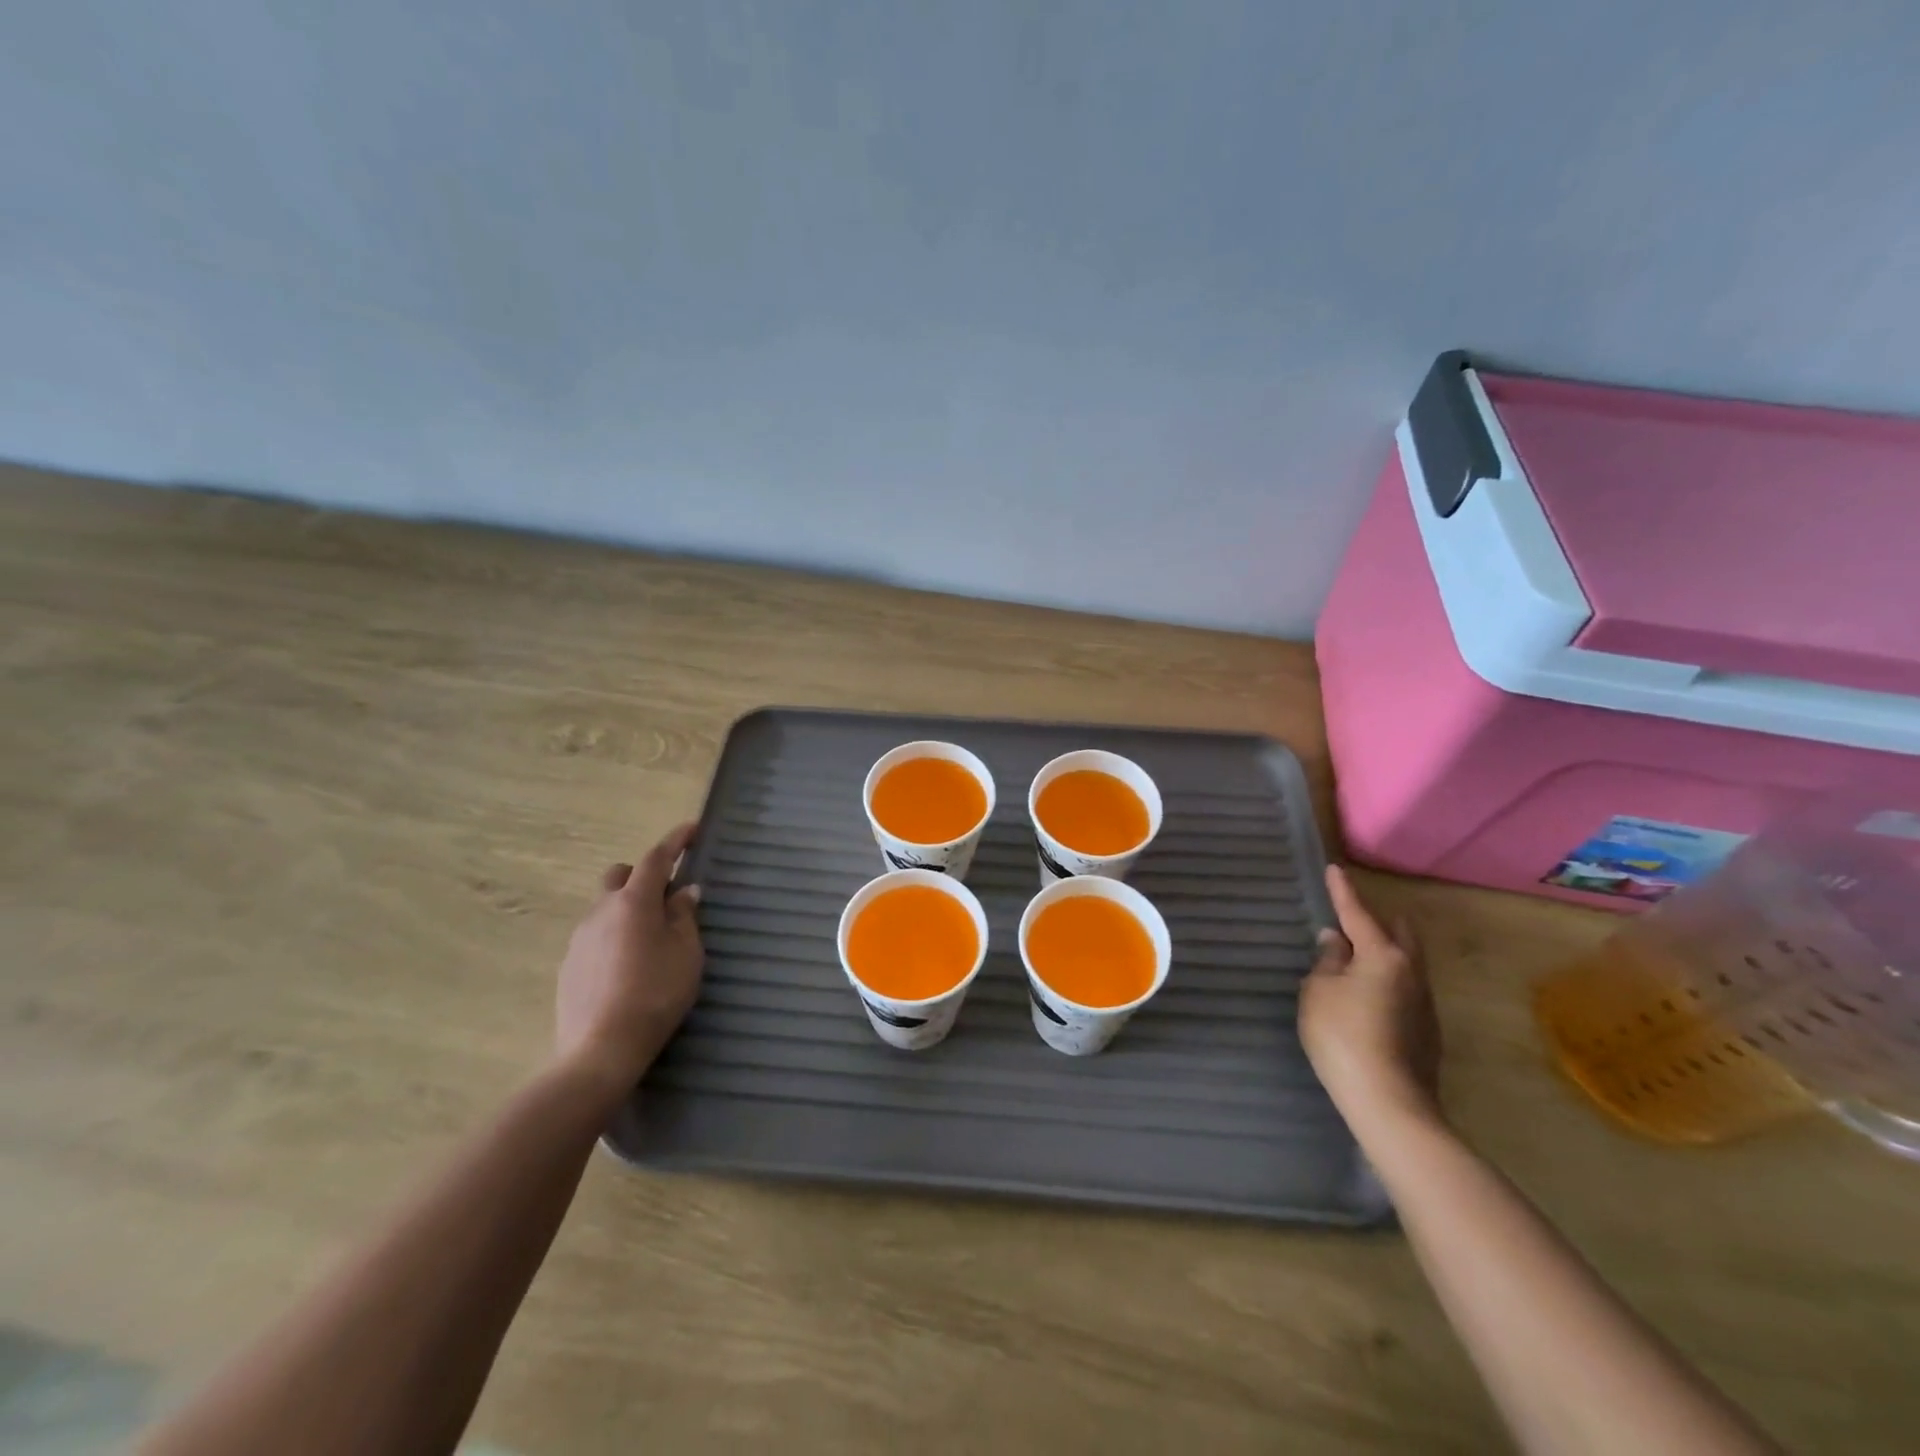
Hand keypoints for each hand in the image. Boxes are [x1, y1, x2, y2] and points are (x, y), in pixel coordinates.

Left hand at [554, 822, 704, 1092]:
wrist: (600, 1050)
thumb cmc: (655, 994)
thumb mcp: (686, 953)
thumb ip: (684, 916)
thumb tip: (684, 892)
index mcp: (633, 902)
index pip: (656, 858)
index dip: (675, 841)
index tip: (692, 829)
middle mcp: (601, 911)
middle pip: (619, 876)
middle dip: (642, 875)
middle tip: (667, 896)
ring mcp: (579, 938)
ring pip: (605, 907)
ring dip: (628, 909)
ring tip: (651, 939)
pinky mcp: (569, 965)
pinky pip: (596, 935)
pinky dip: (614, 936)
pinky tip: (628, 966)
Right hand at [1299, 865, 1441, 1128]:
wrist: (1389, 1102)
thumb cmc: (1343, 1036)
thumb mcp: (1318, 992)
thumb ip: (1326, 961)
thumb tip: (1336, 941)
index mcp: (1384, 956)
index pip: (1358, 914)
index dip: (1343, 892)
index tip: (1335, 869)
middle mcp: (1412, 972)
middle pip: (1400, 934)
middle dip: (1379, 920)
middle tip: (1355, 917)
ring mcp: (1424, 1003)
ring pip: (1406, 963)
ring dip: (1384, 952)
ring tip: (1358, 955)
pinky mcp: (1426, 1031)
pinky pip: (1405, 989)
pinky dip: (1387, 980)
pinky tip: (1369, 995)